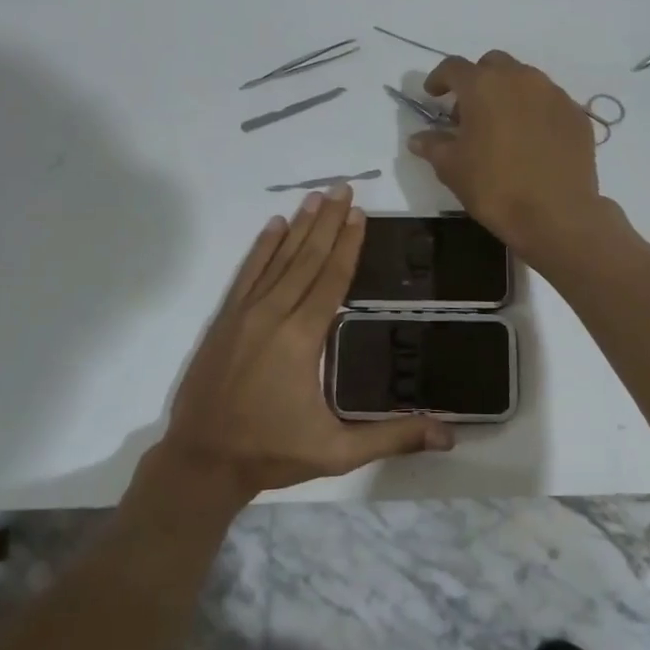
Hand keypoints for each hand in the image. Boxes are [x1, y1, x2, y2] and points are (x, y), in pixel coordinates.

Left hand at [159, 187, 453, 498]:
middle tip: (343, 188)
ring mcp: (244, 314)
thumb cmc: (271, 452)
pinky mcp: (224, 320)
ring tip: (316, 197)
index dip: (347, 245)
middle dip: (327, 222)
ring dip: (299, 227)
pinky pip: (247, 274)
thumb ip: (392, 438)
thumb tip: (449, 434)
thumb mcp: (337, 452)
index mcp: (302, 338)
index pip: (331, 279)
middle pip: (306, 259)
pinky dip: (261, 248)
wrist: (201, 461)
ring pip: (277, 260)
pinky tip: (273, 226)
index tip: (359, 213)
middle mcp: (273, 315)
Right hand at [408, 51, 612, 258]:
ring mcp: (554, 94)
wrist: (557, 214)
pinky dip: (535, 111)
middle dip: (477, 80)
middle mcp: (521, 78)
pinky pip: (549, 102)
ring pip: (525, 80)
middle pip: (493, 65)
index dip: (439, 78)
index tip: (433, 94)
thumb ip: (433, 145)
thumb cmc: (495, 187)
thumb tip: (418, 138)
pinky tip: (531, 140)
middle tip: (469, 112)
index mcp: (484, 85)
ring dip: (508, 94)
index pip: (454, 67)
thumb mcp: (452, 168)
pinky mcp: (577, 115)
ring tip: (502, 126)